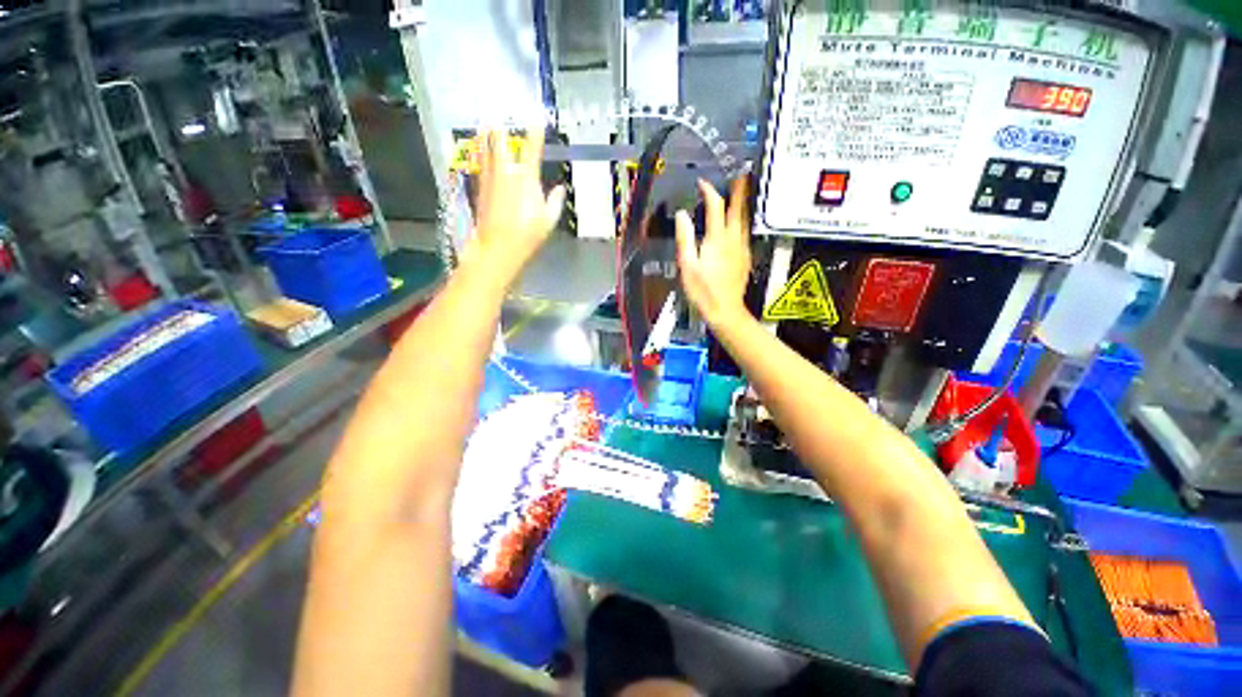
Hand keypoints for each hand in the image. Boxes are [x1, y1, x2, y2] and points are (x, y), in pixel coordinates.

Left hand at [467, 128, 565, 286]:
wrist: (498, 247)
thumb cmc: (527, 235)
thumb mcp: (548, 221)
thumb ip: (554, 202)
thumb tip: (560, 189)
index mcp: (526, 179)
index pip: (531, 150)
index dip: (535, 133)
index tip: (536, 118)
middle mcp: (505, 173)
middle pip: (500, 143)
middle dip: (500, 127)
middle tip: (498, 113)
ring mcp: (489, 179)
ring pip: (485, 151)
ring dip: (485, 136)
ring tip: (484, 123)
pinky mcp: (480, 189)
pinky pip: (480, 166)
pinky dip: (480, 155)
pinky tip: (478, 152)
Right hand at [675, 178, 751, 327]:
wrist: (724, 310)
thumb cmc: (702, 290)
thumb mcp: (687, 265)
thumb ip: (685, 238)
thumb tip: (682, 215)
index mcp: (717, 239)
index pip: (715, 206)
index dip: (709, 191)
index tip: (703, 183)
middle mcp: (733, 239)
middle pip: (737, 208)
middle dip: (738, 189)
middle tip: (740, 174)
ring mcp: (742, 248)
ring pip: (744, 219)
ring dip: (741, 204)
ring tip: (740, 193)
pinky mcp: (745, 257)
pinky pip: (745, 232)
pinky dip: (741, 221)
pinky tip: (738, 223)